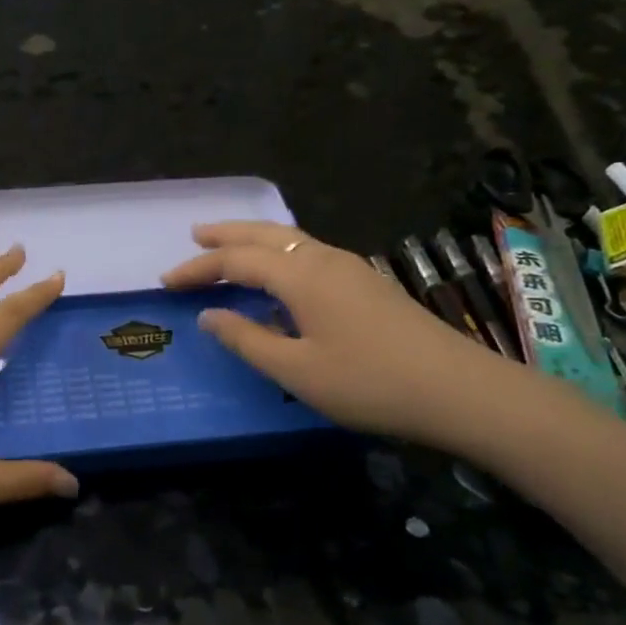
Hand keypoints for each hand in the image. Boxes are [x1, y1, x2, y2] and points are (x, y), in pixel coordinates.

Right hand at [161, 221, 510, 446]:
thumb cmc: (369, 383)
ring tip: (229, 245)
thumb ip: (248, 340)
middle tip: (195, 234)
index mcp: (301, 275)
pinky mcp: (368, 283)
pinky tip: (280, 274)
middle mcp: (324, 258)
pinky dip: (280, 252)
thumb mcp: (296, 370)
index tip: (166, 281)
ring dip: (254, 239)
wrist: (459, 390)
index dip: (198, 269)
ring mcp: (351, 268)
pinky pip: (310, 252)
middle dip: (226, 234)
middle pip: (265, 234)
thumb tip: (210, 315)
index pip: (236, 261)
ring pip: (292, 239)